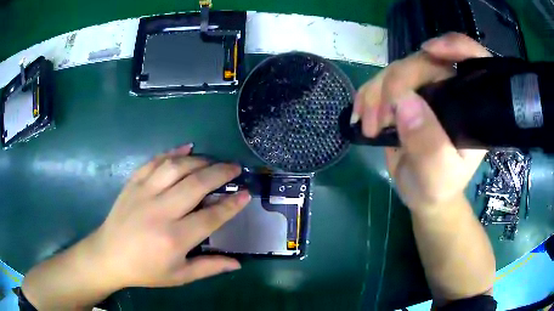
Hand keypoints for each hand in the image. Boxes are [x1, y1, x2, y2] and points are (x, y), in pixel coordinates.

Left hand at [89, 144, 250, 287]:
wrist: (109, 256)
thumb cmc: (145, 270)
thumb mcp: (179, 276)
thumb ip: (209, 267)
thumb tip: (238, 263)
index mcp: (174, 238)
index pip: (211, 216)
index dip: (231, 204)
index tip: (245, 194)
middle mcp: (160, 211)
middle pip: (196, 184)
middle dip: (220, 173)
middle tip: (235, 168)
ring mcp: (144, 193)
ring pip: (176, 167)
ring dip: (199, 160)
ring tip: (213, 161)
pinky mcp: (133, 183)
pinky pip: (154, 161)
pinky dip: (172, 152)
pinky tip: (186, 148)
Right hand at [352, 33, 490, 211]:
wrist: (421, 192)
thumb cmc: (438, 187)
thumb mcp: (438, 175)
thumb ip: (429, 145)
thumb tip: (404, 102)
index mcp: (470, 107)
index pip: (474, 61)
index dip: (456, 46)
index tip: (429, 50)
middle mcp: (450, 91)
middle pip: (424, 62)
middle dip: (396, 84)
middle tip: (380, 119)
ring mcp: (426, 90)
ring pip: (398, 69)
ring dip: (376, 94)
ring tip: (370, 127)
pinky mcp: (405, 95)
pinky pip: (381, 81)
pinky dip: (366, 96)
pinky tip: (362, 118)